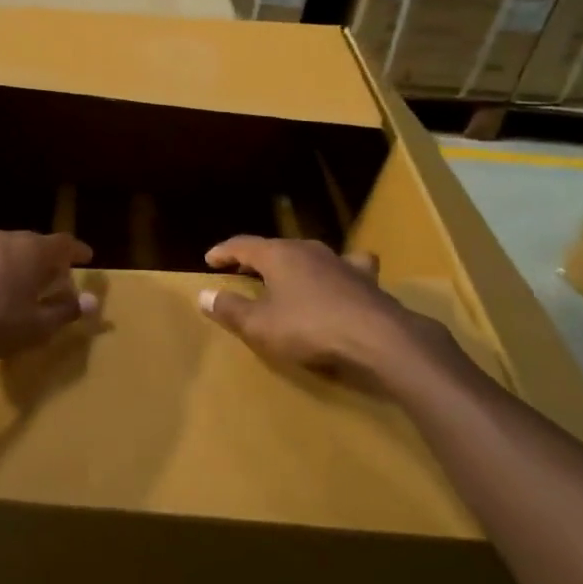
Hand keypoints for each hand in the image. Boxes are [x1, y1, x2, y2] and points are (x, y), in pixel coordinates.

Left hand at [0, 230, 96, 361]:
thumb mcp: (35, 326)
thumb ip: (64, 312)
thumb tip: (93, 301)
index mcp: (33, 251)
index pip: (64, 243)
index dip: (77, 251)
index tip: (87, 258)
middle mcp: (7, 238)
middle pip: (34, 243)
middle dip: (47, 259)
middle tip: (54, 276)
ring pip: (6, 249)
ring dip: (17, 263)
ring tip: (20, 282)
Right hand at [198, 237, 469, 399]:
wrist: (379, 339)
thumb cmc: (310, 328)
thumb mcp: (260, 326)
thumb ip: (230, 309)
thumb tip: (203, 295)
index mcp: (279, 256)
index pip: (243, 245)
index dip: (224, 252)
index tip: (210, 259)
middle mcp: (309, 250)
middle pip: (276, 248)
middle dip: (258, 258)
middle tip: (243, 269)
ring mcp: (341, 263)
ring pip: (311, 254)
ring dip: (296, 263)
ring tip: (290, 274)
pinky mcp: (367, 281)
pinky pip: (347, 268)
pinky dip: (337, 273)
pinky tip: (343, 281)